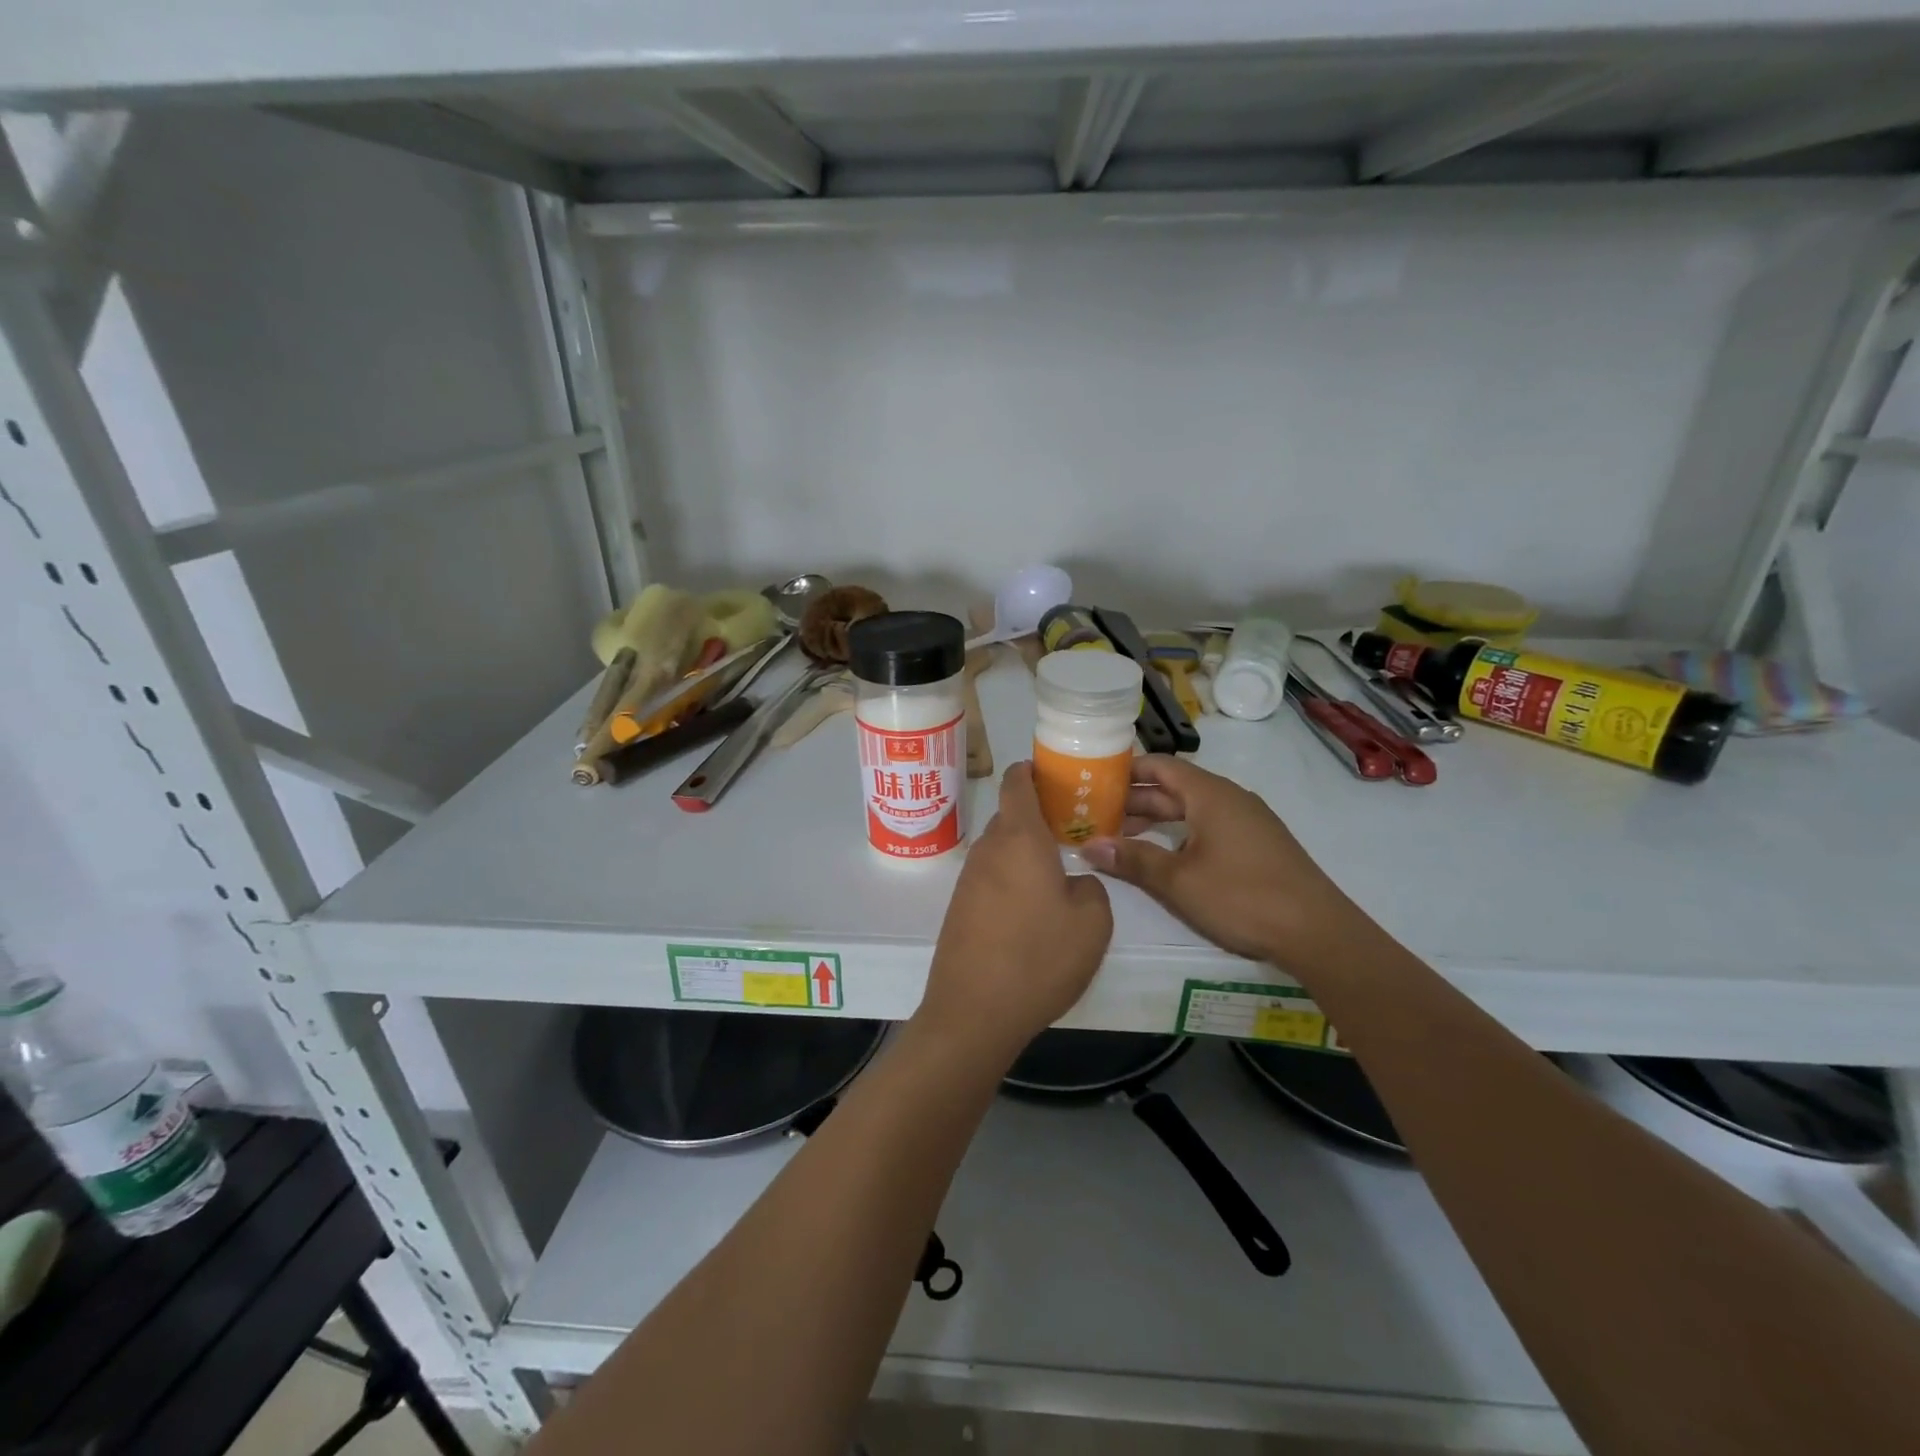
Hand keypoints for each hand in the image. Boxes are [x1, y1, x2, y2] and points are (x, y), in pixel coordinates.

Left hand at [917, 762, 1113, 1062]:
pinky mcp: (959, 908)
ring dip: (1024, 852)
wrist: (973, 1012)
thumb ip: (1091, 887)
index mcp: (1019, 838)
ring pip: (1000, 849)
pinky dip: (1010, 879)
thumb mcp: (1092, 922)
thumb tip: (1073, 882)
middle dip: (1037, 816)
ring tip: (1056, 874)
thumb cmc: (1038, 958)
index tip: (1056, 775)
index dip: (1033, 770)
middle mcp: (987, 850)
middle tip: (1072, 830)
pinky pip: (989, 878)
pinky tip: (1030, 910)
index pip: (1016, 782)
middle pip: (1009, 815)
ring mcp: (968, 879)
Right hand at [1081, 755, 1362, 973]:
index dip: (1125, 771)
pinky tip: (1165, 857)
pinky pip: (1209, 826)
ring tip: (1122, 838)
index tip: (1093, 782)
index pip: (1160, 765)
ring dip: (1156, 820)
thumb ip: (1132, 859)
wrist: (1317, 932)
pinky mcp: (1258, 844)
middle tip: (1096, 815)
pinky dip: (1180, 833)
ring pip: (1192, 809)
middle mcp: (1229, 798)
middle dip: (1135, 800)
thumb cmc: (1241, 897)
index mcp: (1210, 794)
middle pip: (1174, 787)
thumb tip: (1088, 845)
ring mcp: (1247, 821)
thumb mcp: (1178, 880)